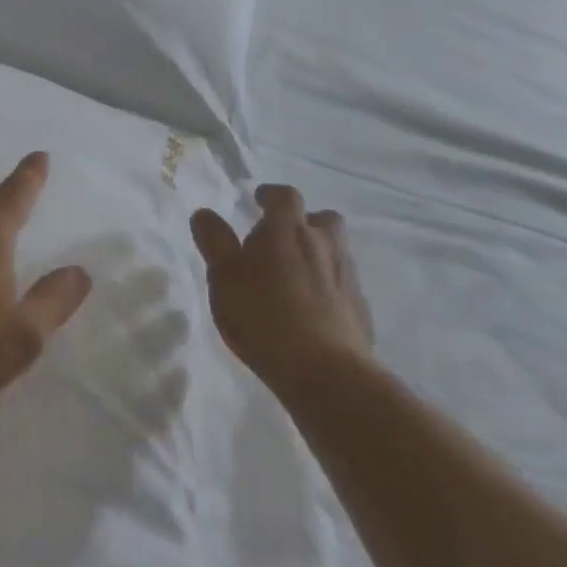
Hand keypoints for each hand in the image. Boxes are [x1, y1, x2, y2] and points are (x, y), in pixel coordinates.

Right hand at [190, 185, 373, 392]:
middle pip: (322, 219)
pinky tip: (313, 310)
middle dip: (304, 222)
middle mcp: (323, 245)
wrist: (325, 372)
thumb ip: (215, 243)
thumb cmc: (263, 316)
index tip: (258, 199)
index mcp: (288, 230)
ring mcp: (347, 277)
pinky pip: (343, 285)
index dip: (271, 195)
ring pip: (336, 251)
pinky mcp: (361, 309)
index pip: (285, 196)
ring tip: (295, 277)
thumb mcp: (224, 278)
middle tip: (281, 239)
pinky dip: (329, 287)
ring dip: (318, 254)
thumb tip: (204, 214)